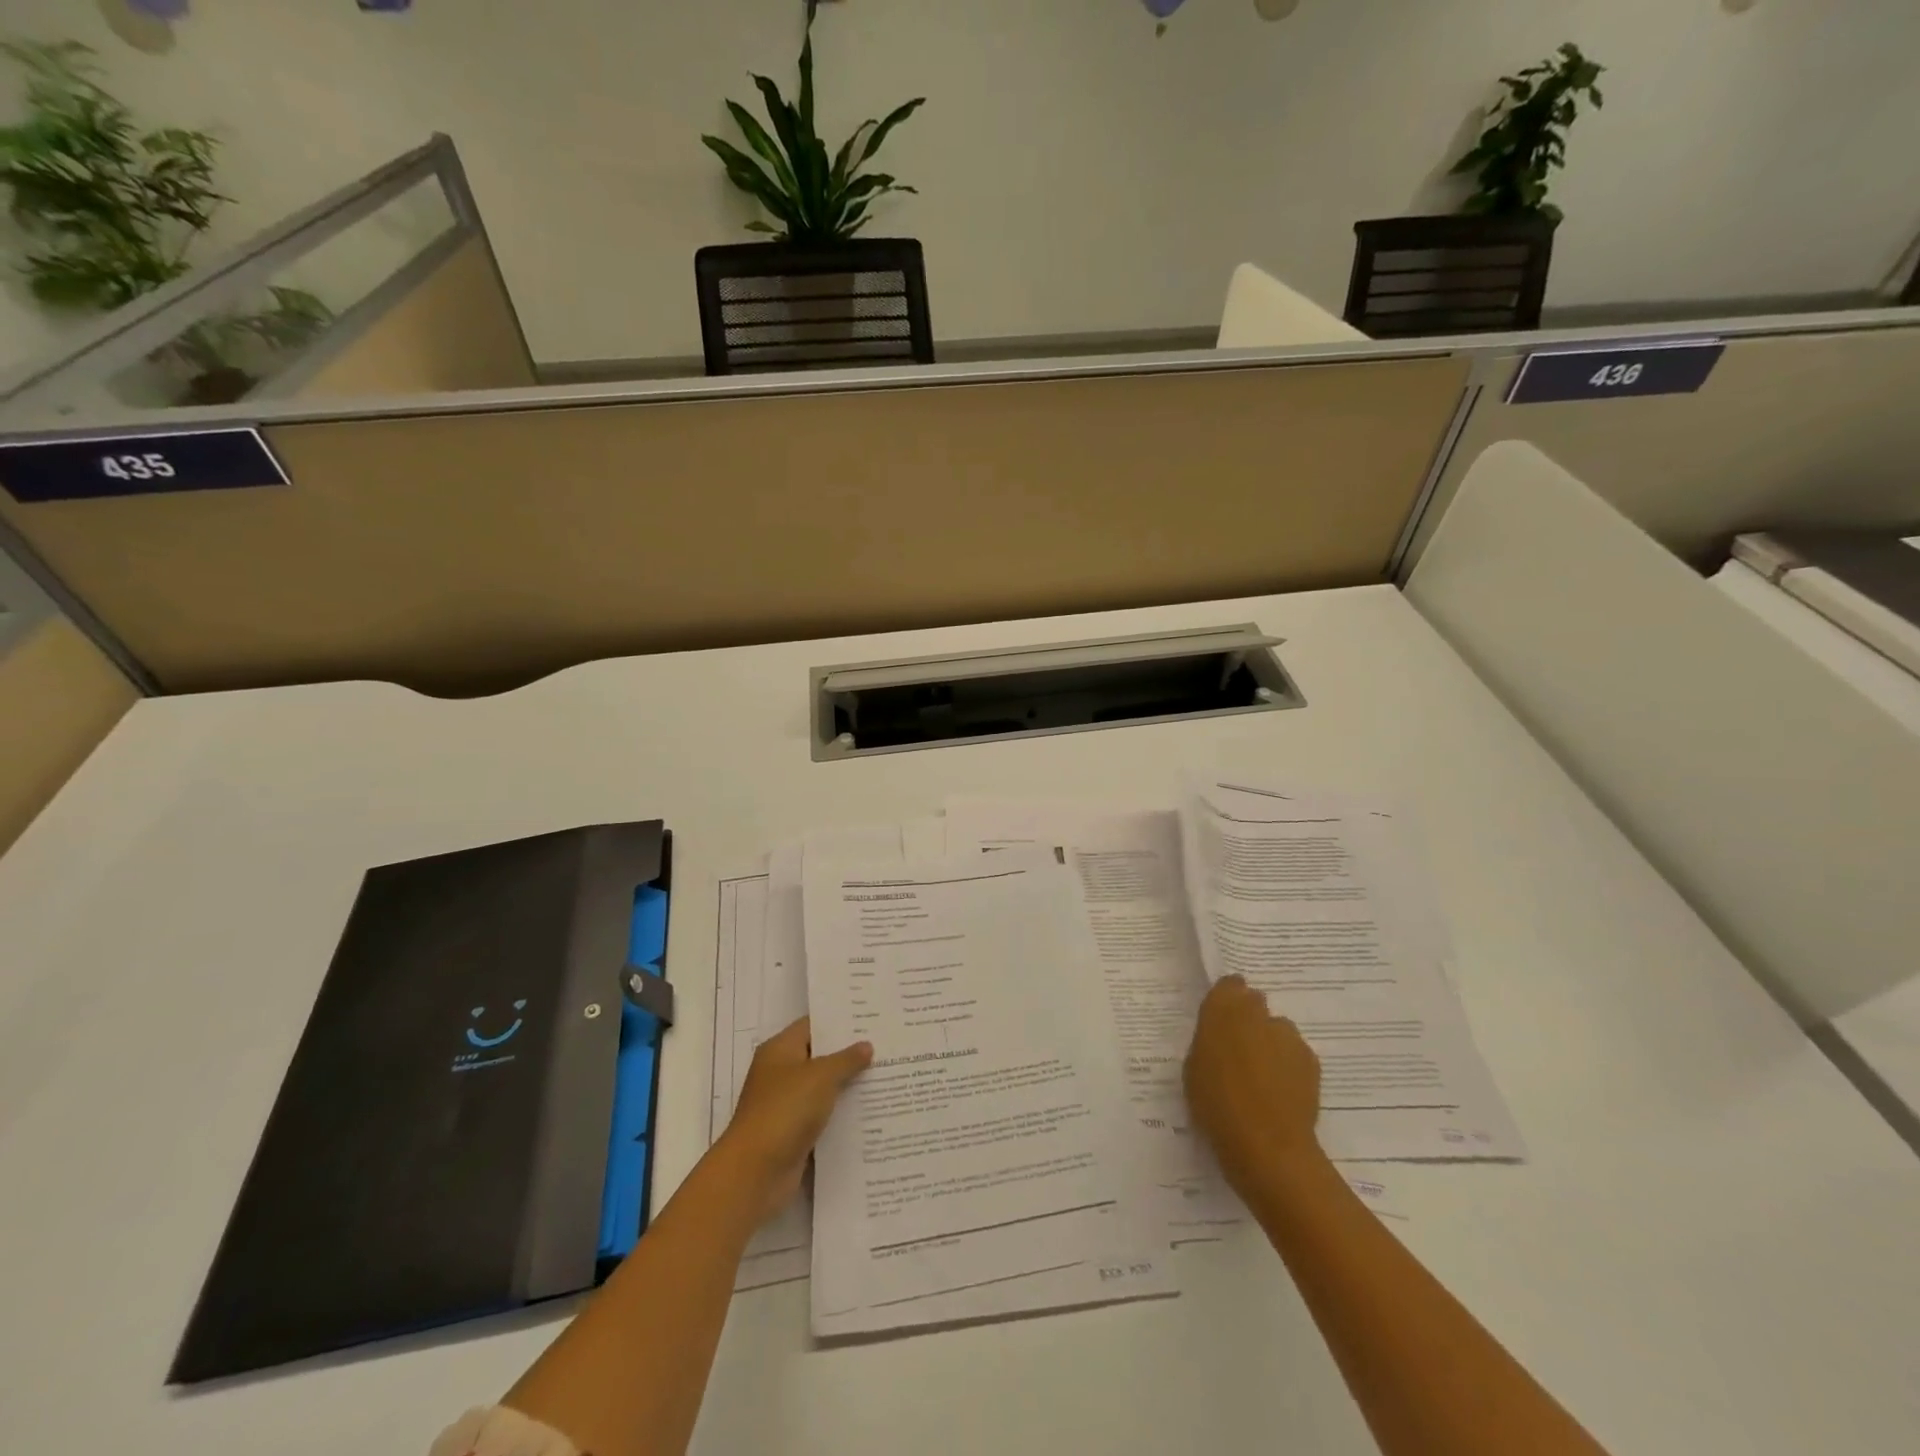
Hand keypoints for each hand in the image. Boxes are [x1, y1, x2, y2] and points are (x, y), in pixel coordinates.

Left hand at [718, 1016, 872, 1222]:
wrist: (755, 1173)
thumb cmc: (785, 1110)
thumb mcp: (820, 1076)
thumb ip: (846, 1059)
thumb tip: (866, 1045)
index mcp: (780, 1050)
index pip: (812, 1026)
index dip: (839, 1021)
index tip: (870, 1019)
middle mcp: (781, 1073)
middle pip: (820, 1057)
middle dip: (849, 1054)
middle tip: (885, 1045)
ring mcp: (787, 1105)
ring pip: (823, 1088)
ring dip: (849, 1086)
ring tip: (886, 1075)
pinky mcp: (794, 1133)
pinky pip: (823, 1116)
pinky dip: (842, 1114)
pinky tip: (872, 1110)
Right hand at [1184, 975, 1325, 1198]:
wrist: (1267, 1145)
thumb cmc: (1216, 1104)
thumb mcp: (1194, 1067)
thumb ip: (1208, 1041)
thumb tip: (1221, 1037)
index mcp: (1223, 1009)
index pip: (1229, 985)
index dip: (1226, 1000)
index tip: (1221, 1020)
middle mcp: (1258, 1013)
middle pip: (1255, 1003)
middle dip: (1249, 1019)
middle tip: (1238, 1050)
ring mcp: (1288, 1036)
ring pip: (1277, 1029)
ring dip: (1270, 1042)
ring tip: (1262, 1076)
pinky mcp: (1311, 1060)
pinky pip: (1294, 1053)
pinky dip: (1288, 1065)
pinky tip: (1280, 1091)